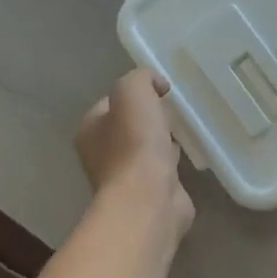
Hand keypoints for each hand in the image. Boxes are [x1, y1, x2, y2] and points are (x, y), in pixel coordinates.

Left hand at [75, 70, 194, 242]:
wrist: (148, 198)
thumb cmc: (135, 143)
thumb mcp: (133, 92)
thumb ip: (141, 78)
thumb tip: (156, 85)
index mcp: (89, 130)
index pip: (111, 103)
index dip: (135, 94)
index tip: (161, 93)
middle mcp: (100, 154)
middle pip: (128, 126)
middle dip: (149, 119)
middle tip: (172, 113)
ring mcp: (123, 178)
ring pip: (145, 149)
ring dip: (161, 141)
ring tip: (182, 133)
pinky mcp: (147, 195)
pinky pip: (161, 170)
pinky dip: (172, 163)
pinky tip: (187, 158)